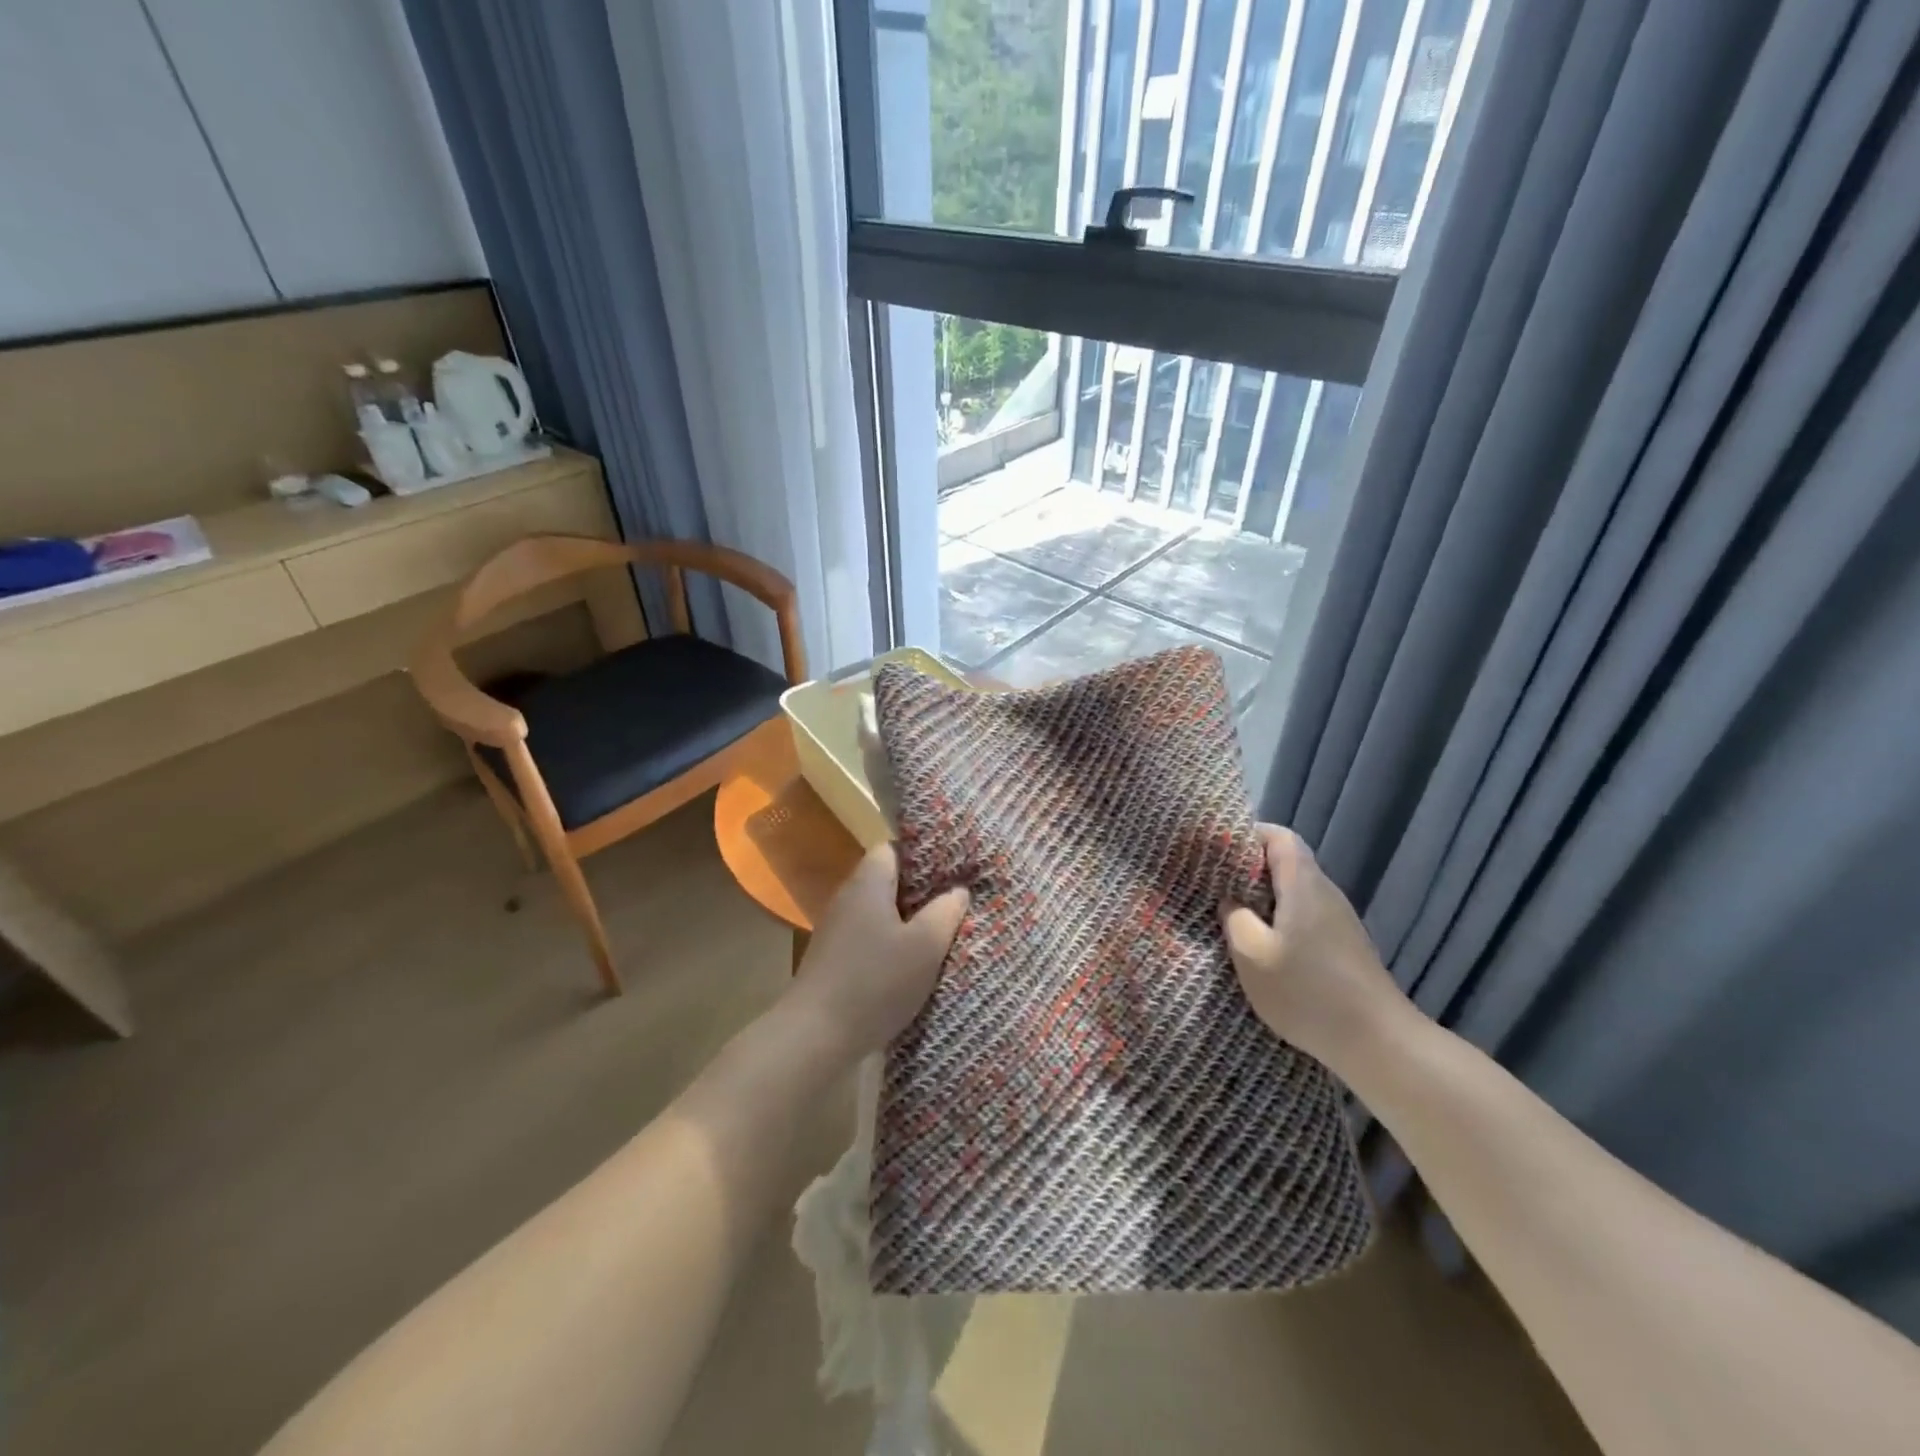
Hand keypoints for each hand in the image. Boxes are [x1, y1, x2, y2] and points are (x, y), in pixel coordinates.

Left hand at [788, 844, 968, 1062]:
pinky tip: (915, 964)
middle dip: (922, 892)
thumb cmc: (875, 981)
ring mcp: (838, 931)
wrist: (816, 1036)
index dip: (923, 855)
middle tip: (957, 903)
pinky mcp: (835, 960)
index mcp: (868, 884)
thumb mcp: (925, 946)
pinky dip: (892, 945)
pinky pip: (870, 939)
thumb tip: (958, 890)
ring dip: (909, 922)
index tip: (953, 869)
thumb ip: (945, 912)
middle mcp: (848, 899)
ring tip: (943, 934)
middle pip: (888, 882)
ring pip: (880, 913)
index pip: (893, 849)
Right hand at [1221, 824, 1412, 1071]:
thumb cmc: (1307, 992)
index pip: (1279, 836)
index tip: (1217, 849)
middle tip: (1214, 884)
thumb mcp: (1252, 954)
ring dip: (1264, 898)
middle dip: (1249, 868)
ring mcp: (1339, 921)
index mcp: (1303, 885)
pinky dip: (1280, 920)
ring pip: (1295, 893)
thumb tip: (1230, 900)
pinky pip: (1305, 917)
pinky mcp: (1344, 946)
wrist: (1378, 1043)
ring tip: (1232, 915)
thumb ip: (1234, 918)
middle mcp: (1326, 894)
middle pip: (1287, 863)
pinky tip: (1264, 946)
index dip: (1248, 834)